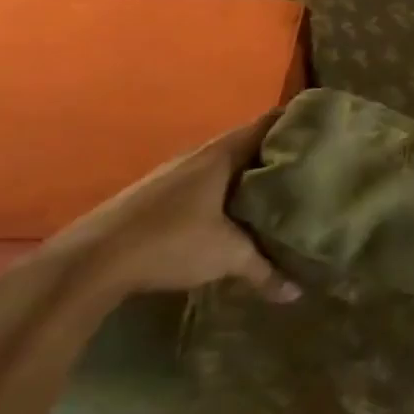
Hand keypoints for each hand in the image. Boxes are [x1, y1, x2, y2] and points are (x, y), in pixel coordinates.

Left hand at [40, 114, 300, 299]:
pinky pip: (204, 180)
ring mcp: (174, 172)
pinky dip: (225, 188)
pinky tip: (232, 210)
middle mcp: (199, 154)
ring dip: (248, 172)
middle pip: (248, 142)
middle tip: (310, 162)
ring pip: (224, 163)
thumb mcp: (227, 257)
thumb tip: (297, 292)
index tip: (324, 127)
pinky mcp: (156, 194)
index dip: (296, 122)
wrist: (89, 262)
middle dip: (276, 151)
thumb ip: (264, 270)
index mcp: (222, 154)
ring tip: (278, 186)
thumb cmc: (169, 242)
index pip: (269, 123)